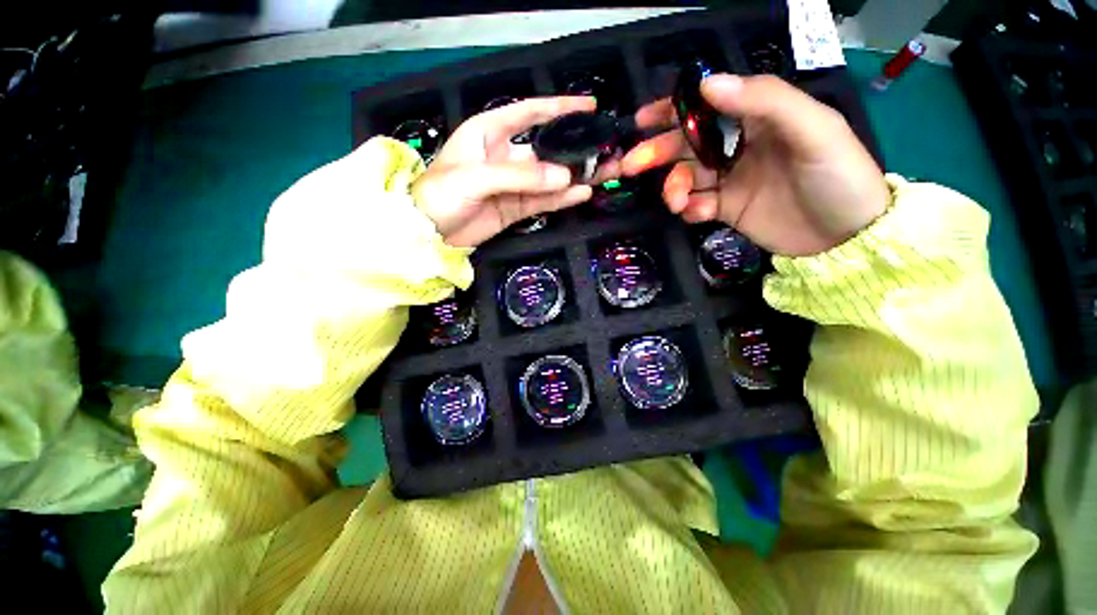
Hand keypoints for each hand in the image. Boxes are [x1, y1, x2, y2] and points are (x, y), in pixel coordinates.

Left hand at [412, 96, 598, 247]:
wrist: (428, 234)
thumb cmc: (441, 194)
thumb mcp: (476, 177)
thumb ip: (520, 176)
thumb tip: (563, 178)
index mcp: (489, 133)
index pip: (529, 113)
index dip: (558, 108)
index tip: (588, 107)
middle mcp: (504, 156)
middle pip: (545, 151)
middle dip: (573, 150)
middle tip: (603, 151)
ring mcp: (512, 185)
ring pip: (548, 179)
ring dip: (573, 177)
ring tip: (602, 174)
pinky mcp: (515, 209)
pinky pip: (542, 201)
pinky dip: (561, 199)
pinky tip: (581, 194)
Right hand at [622, 74, 887, 256]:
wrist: (845, 237)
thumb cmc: (838, 174)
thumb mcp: (813, 128)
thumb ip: (764, 100)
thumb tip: (706, 86)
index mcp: (758, 117)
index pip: (707, 105)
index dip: (673, 110)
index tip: (642, 120)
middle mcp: (738, 146)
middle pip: (687, 145)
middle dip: (657, 153)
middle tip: (632, 165)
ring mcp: (730, 180)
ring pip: (686, 178)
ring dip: (674, 188)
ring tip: (677, 202)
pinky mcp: (726, 209)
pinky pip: (696, 206)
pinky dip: (690, 210)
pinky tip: (699, 214)